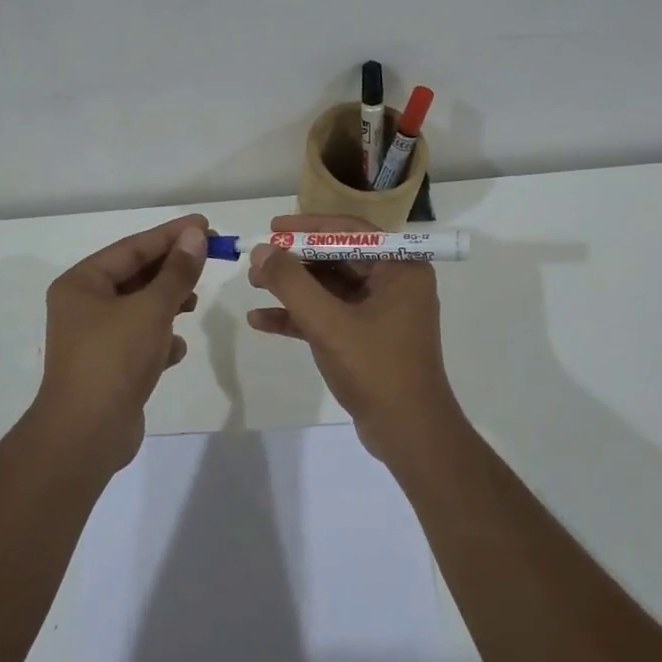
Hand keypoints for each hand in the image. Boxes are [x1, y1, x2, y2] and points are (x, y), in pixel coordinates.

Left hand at [34, 214, 208, 473]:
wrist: (86, 435)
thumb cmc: (114, 359)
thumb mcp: (152, 309)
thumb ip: (177, 272)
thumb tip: (195, 235)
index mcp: (82, 283)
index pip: (132, 248)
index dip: (170, 234)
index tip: (204, 224)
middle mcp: (83, 306)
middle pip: (135, 275)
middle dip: (172, 270)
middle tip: (209, 257)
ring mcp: (94, 338)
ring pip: (139, 308)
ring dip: (168, 303)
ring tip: (195, 303)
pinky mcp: (107, 367)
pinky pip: (138, 340)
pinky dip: (159, 338)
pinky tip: (176, 348)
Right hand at [245, 213, 465, 461]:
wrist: (408, 434)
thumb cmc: (376, 369)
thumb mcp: (328, 322)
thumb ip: (292, 283)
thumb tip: (261, 250)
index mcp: (400, 268)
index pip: (350, 231)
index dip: (308, 227)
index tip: (272, 228)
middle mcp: (395, 282)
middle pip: (337, 257)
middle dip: (295, 261)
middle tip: (257, 261)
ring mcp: (382, 311)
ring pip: (330, 287)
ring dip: (293, 288)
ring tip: (252, 286)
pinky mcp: (368, 337)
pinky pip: (330, 315)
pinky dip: (300, 316)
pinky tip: (261, 320)